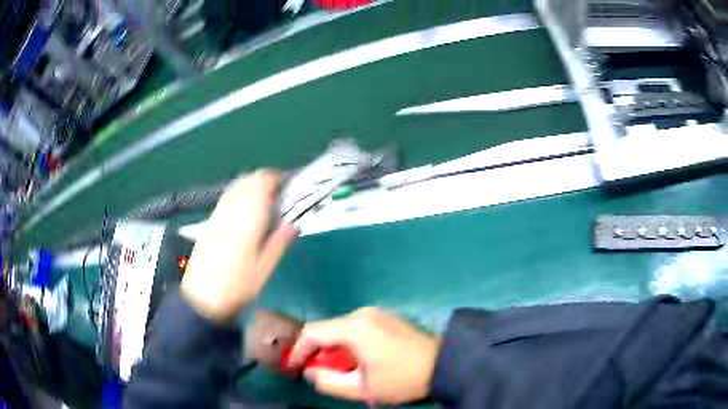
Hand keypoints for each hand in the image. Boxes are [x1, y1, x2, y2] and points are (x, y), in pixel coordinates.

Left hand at [181, 170, 297, 321]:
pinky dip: (240, 194)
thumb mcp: (264, 268)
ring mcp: (218, 213)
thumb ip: (279, 242)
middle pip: (249, 178)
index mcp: (248, 217)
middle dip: (265, 180)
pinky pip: (228, 196)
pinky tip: (244, 211)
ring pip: (237, 185)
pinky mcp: (210, 221)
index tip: (288, 188)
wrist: (202, 297)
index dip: (277, 179)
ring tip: (264, 202)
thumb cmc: (237, 286)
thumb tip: (293, 224)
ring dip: (252, 185)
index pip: (263, 182)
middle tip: (279, 196)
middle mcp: (232, 208)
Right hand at [288, 307, 440, 403]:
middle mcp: (362, 314)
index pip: (312, 332)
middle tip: (321, 372)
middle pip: (326, 329)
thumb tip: (310, 372)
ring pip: (339, 327)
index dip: (298, 350)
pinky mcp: (384, 316)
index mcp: (355, 328)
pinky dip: (347, 341)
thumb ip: (329, 382)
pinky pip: (355, 326)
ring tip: (342, 368)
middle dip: (317, 351)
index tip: (294, 367)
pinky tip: (358, 358)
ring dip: (333, 347)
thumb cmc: (402, 379)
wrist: (443, 363)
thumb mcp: (363, 389)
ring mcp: (375, 312)